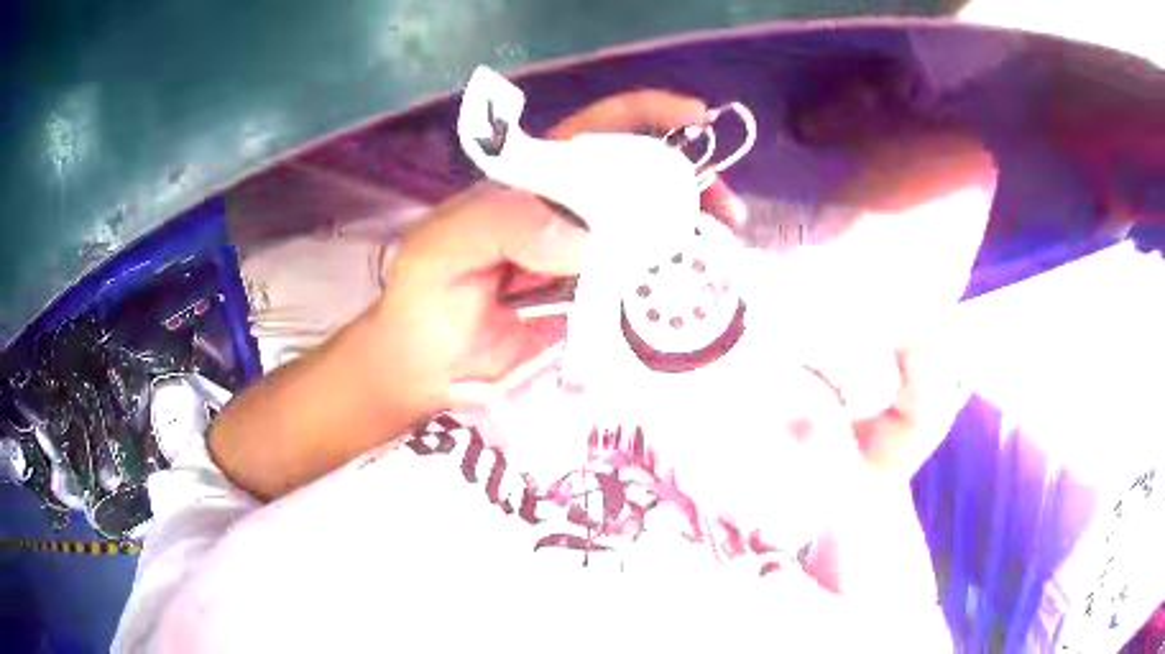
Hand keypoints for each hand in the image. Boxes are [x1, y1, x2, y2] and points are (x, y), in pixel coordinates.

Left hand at [375, 90, 741, 412]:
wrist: (423, 367)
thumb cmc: (422, 297)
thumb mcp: (442, 246)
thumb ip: (500, 226)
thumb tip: (585, 241)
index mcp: (535, 183)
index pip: (598, 132)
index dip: (649, 116)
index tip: (698, 121)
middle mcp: (570, 214)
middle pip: (641, 182)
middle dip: (690, 183)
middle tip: (724, 209)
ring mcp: (587, 261)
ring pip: (650, 234)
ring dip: (691, 236)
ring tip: (723, 249)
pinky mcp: (594, 308)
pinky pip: (641, 289)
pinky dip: (672, 287)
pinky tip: (695, 292)